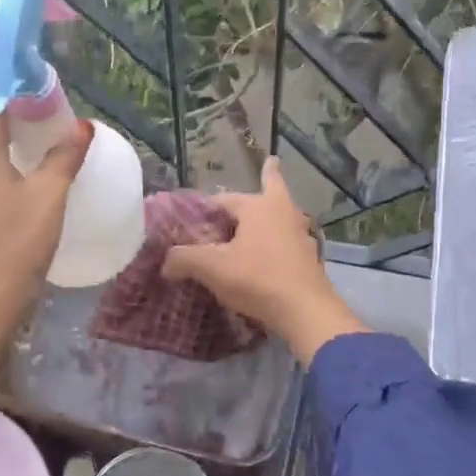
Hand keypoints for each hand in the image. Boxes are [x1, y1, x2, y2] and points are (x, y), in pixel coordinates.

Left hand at [0, 112, 92, 318]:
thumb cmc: (20, 239)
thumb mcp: (50, 194)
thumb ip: (65, 155)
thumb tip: (83, 126)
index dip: (23, 97)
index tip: (51, 98)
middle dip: (22, 120)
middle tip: (58, 122)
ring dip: (17, 144)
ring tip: (51, 146)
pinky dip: (10, 166)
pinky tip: (34, 178)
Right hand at [163, 158, 364, 363]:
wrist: (305, 311)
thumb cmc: (257, 278)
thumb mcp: (212, 268)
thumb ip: (184, 259)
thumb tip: (166, 262)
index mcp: (259, 206)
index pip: (224, 199)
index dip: (206, 208)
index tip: (194, 218)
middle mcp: (284, 212)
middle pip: (273, 188)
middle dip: (269, 177)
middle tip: (269, 164)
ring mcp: (301, 234)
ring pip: (284, 214)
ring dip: (275, 211)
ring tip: (268, 210)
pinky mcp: (310, 258)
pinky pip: (290, 240)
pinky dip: (281, 239)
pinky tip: (274, 250)